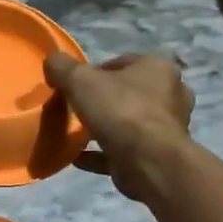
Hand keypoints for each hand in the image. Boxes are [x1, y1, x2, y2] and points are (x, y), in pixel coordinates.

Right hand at [44, 51, 194, 200]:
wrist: (148, 161)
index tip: (74, 87)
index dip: (95, 73)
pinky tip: (78, 157)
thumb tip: (52, 60)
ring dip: (104, 128)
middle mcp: (170, 94)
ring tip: (76, 135)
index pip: (121, 63)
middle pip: (127, 93)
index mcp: (158, 67)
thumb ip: (63, 67)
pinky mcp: (158, 155)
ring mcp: (167, 127)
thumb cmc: (119, 110)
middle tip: (77, 109)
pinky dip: (102, 153)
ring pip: (128, 123)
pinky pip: (124, 150)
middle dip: (102, 101)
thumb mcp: (80, 80)